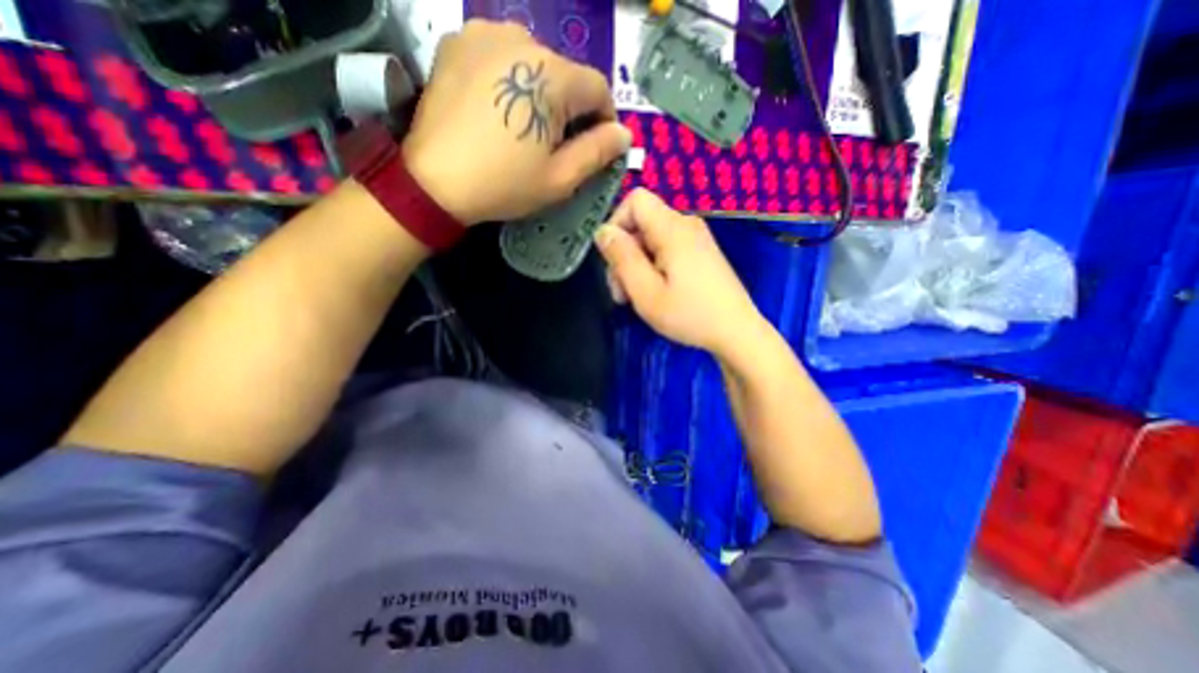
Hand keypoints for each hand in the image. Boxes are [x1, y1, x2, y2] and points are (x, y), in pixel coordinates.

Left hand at [402, 18, 630, 223]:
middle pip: (566, 74)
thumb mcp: (560, 178)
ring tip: (525, 126)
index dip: (604, 119)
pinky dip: (510, 79)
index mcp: (552, 75)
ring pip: (534, 62)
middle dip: (570, 108)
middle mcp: (522, 38)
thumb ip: (597, 152)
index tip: (596, 146)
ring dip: (541, 92)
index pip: (599, 88)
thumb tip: (623, 134)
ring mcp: (484, 33)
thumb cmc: (504, 184)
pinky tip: (499, 108)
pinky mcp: (457, 41)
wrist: (434, 181)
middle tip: (556, 144)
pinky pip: (501, 55)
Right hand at [593, 187, 773, 360]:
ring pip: (651, 239)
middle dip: (624, 253)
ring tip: (634, 298)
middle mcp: (686, 225)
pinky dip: (652, 267)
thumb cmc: (690, 314)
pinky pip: (666, 249)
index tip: (611, 258)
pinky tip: (653, 293)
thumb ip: (622, 257)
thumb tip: (603, 231)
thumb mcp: (645, 291)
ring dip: (635, 265)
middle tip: (620, 292)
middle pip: (641, 223)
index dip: (616, 223)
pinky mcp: (700, 253)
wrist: (736, 333)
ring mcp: (695, 239)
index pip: (635, 199)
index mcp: (673, 228)